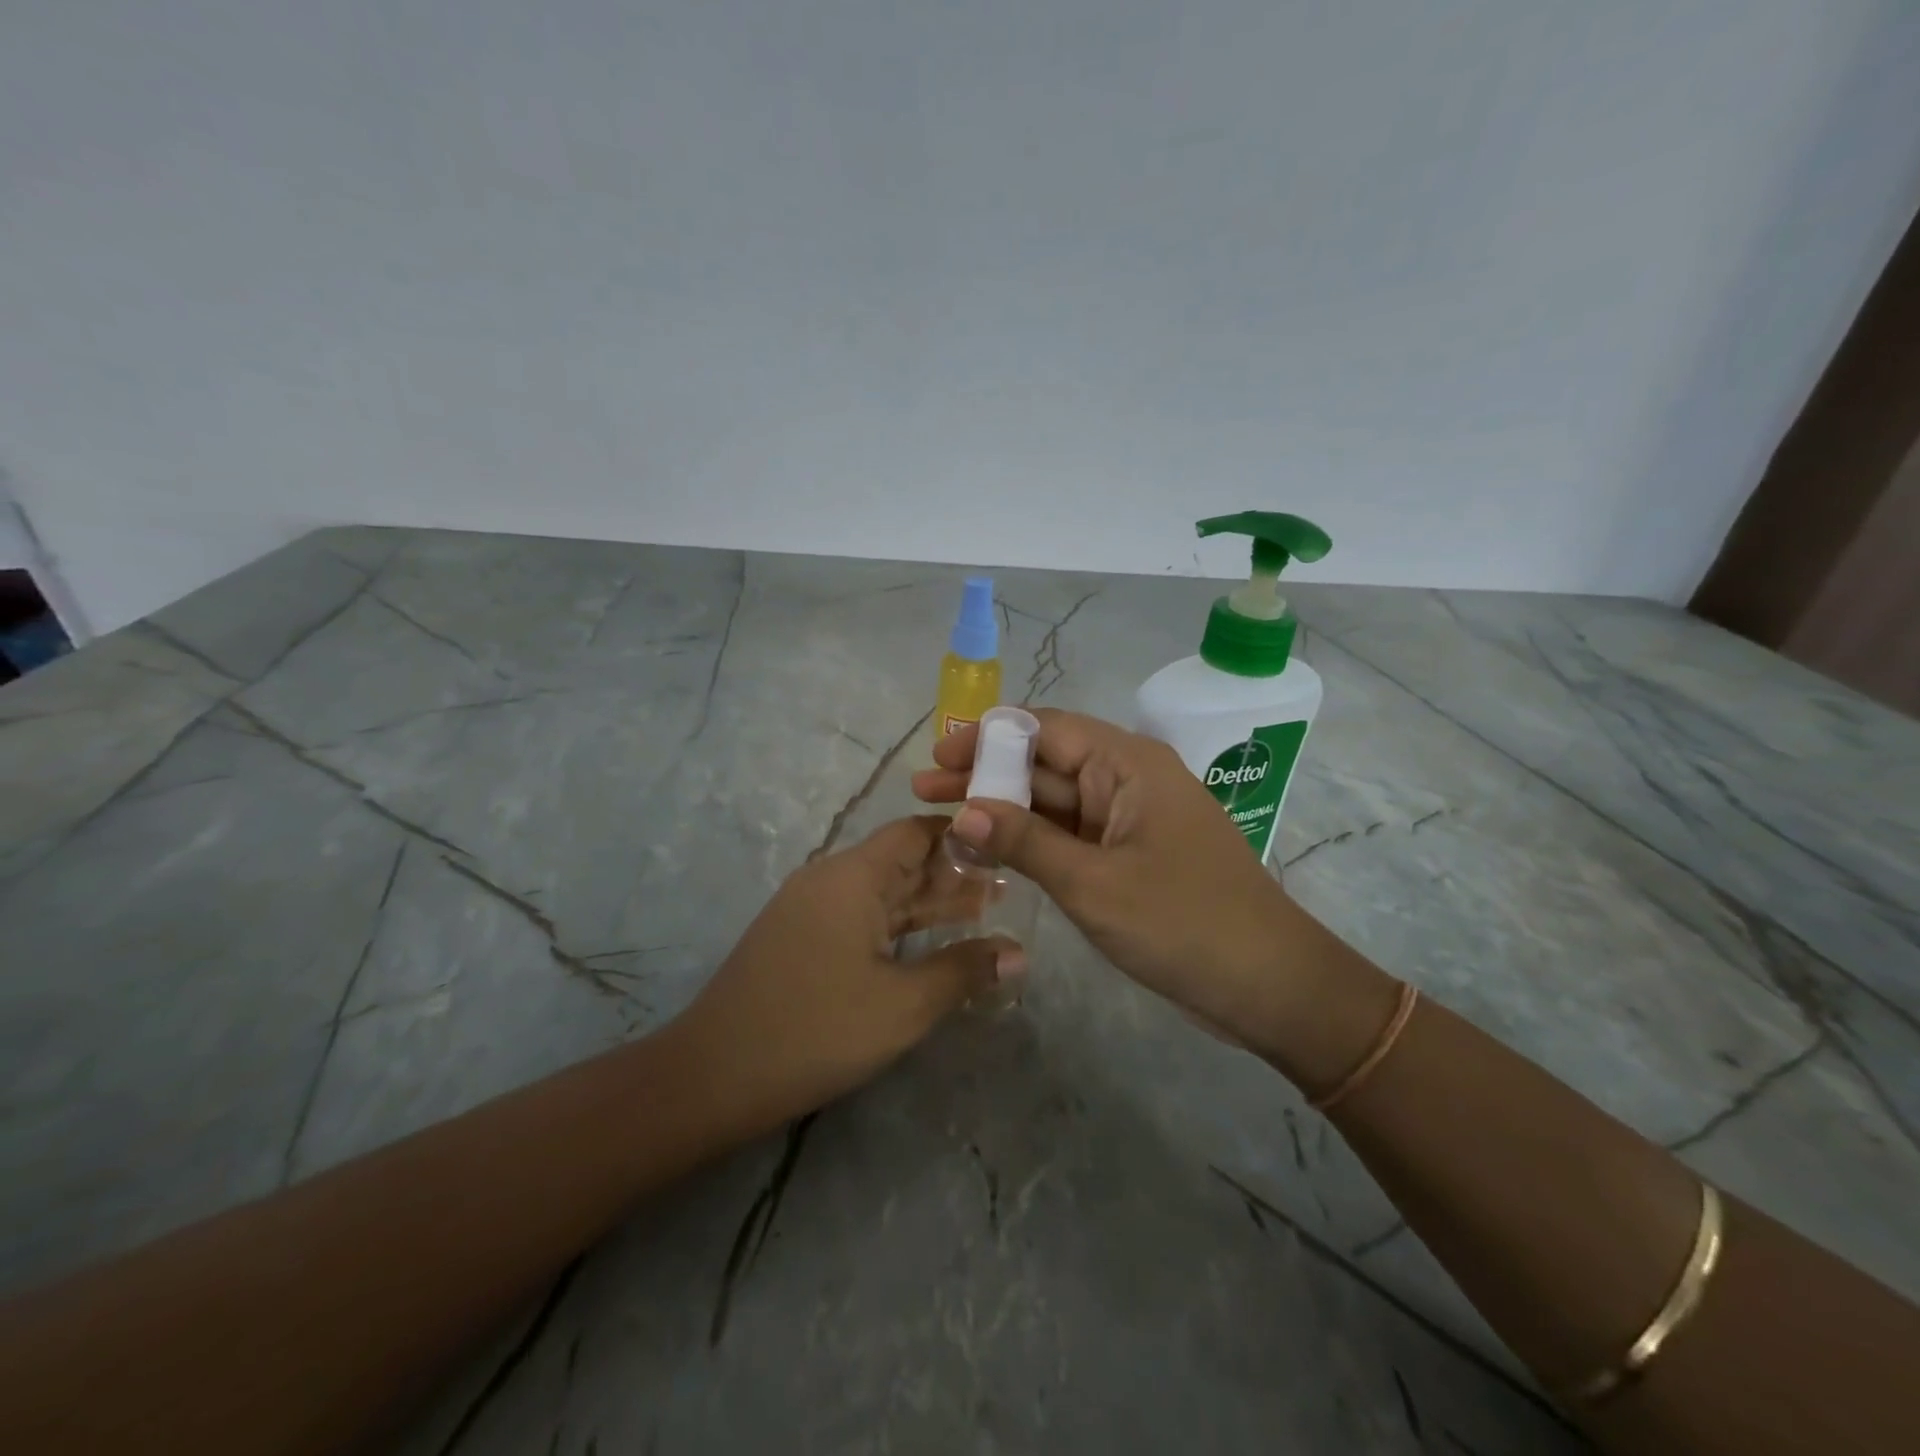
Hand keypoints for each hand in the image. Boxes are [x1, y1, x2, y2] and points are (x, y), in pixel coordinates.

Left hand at [670, 816, 1017, 1133]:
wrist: (712, 1076)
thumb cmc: (817, 1030)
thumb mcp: (903, 1005)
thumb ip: (964, 971)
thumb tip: (1019, 952)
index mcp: (854, 876)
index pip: (917, 832)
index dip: (962, 836)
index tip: (1006, 846)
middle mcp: (831, 878)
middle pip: (902, 860)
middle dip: (954, 872)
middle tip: (1009, 885)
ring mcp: (810, 908)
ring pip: (882, 892)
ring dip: (929, 901)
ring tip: (985, 909)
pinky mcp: (800, 937)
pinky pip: (861, 916)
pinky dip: (899, 924)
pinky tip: (928, 941)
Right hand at [911, 710, 1358, 1060]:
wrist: (1270, 986)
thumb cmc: (1184, 924)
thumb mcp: (1093, 883)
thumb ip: (1025, 841)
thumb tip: (963, 811)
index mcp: (1127, 763)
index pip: (1043, 729)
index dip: (984, 738)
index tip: (936, 758)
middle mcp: (1127, 779)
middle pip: (1043, 763)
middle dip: (983, 775)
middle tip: (921, 790)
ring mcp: (1128, 819)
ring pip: (1053, 802)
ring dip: (1002, 810)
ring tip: (941, 819)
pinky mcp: (1128, 855)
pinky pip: (1070, 835)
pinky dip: (1030, 841)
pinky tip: (988, 851)